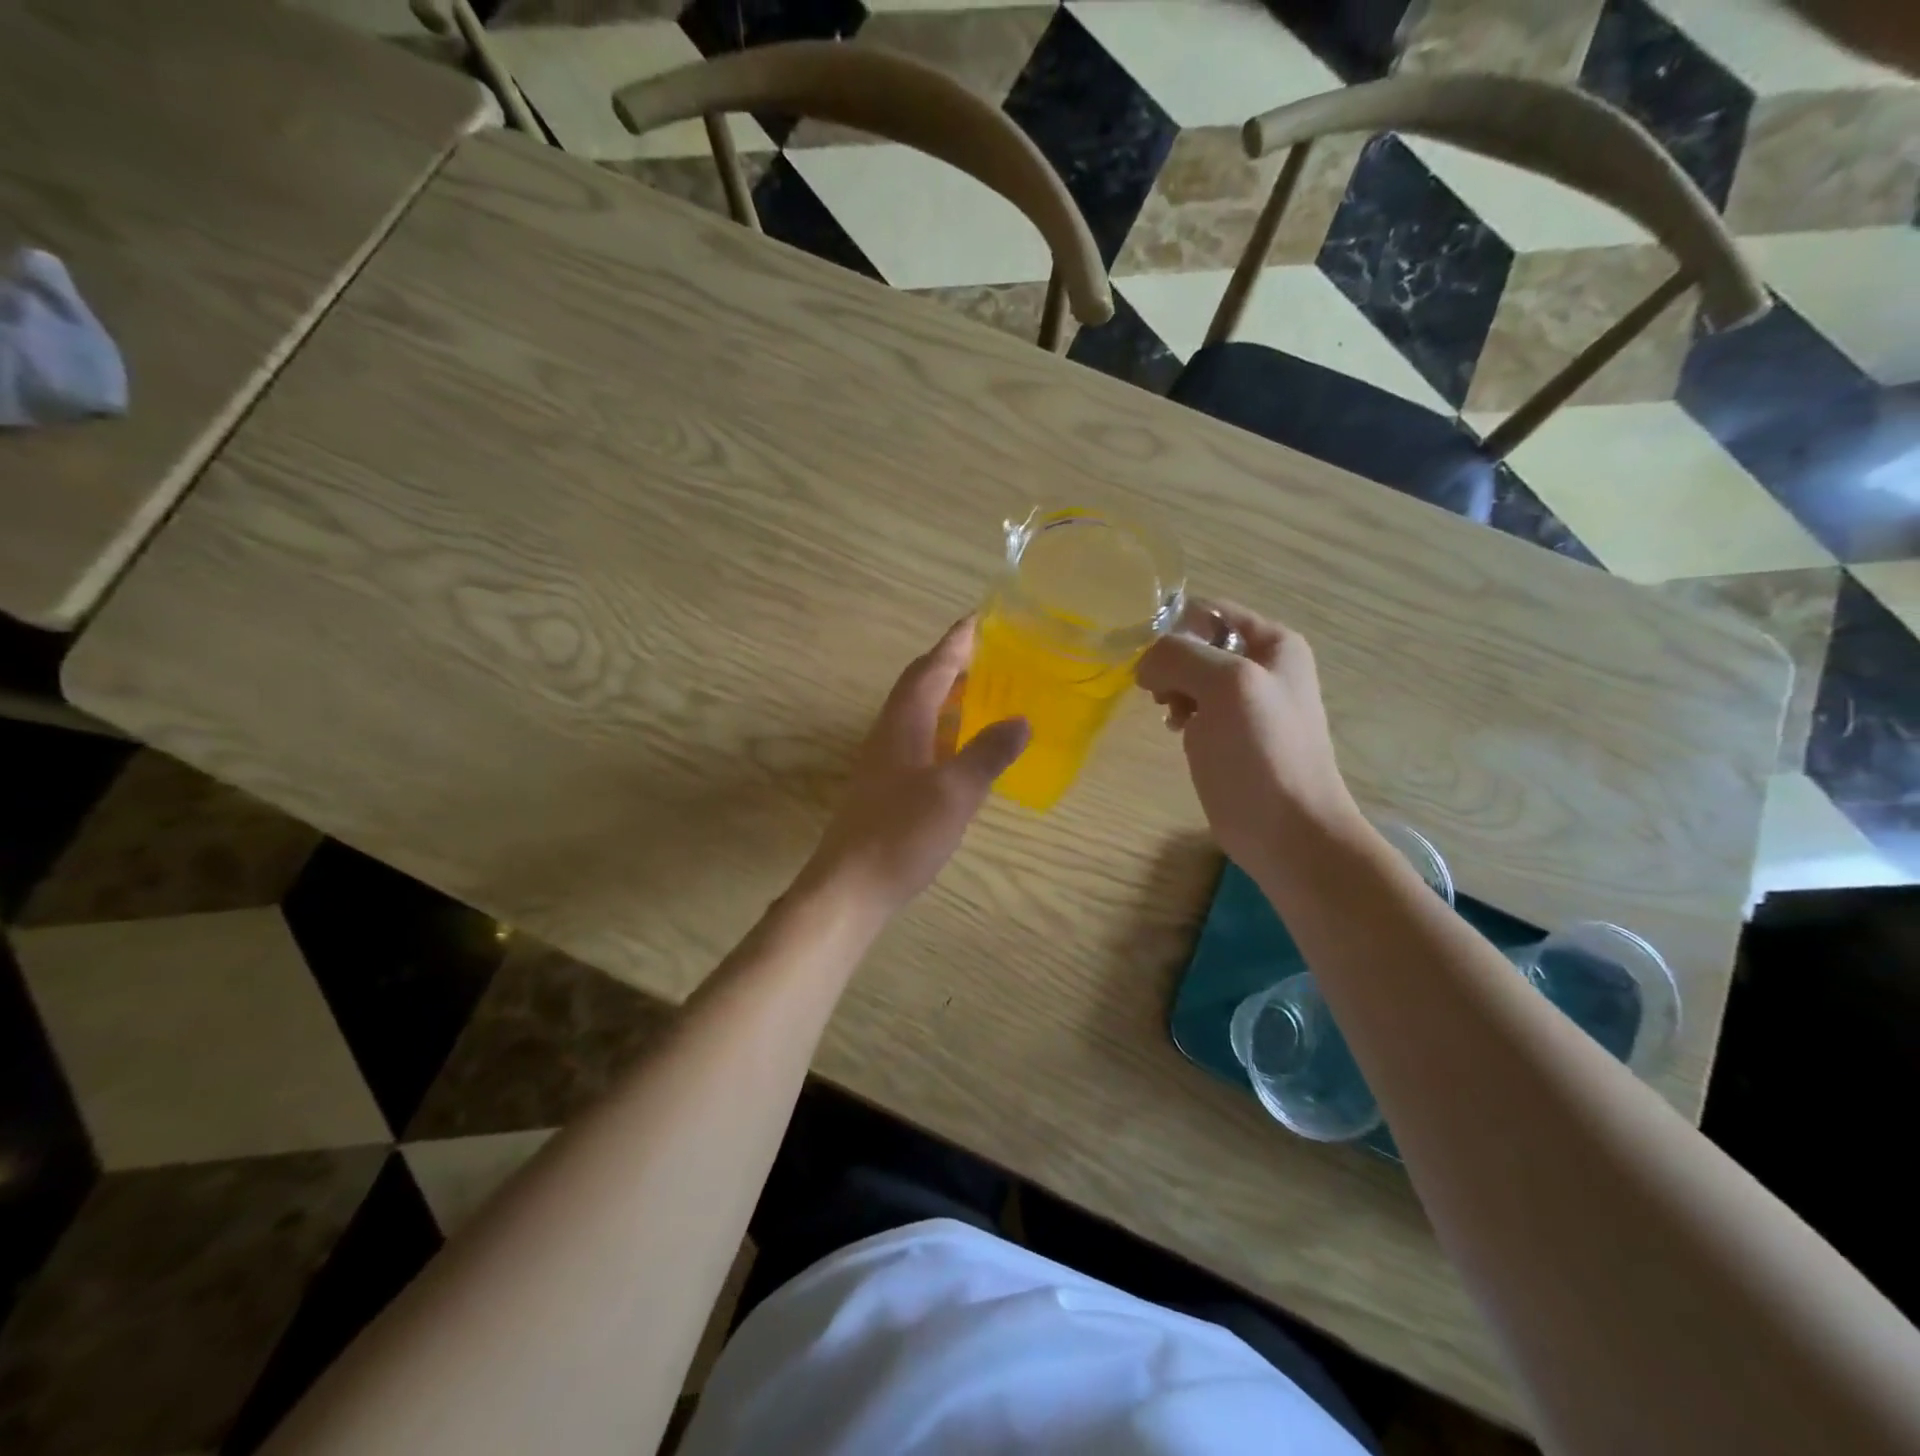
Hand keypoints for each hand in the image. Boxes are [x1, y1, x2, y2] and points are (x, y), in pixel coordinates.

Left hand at [800, 618, 1028, 917]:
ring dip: (948, 698)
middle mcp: (889, 734)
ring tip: (983, 693)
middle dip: (952, 665)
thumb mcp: (955, 792)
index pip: (930, 669)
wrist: (851, 887)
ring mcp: (885, 763)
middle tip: (989, 654)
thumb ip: (988, 754)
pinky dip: (944, 732)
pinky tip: (963, 749)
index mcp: (903, 724)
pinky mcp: (887, 789)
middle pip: (920, 686)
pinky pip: (920, 743)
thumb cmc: (901, 834)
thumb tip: (1021, 721)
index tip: (979, 619)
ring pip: (918, 715)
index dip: (955, 643)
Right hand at [1136, 600, 1359, 872]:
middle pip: (1196, 643)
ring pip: (1190, 676)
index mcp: (1272, 643)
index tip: (1155, 663)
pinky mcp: (1231, 735)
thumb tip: (1145, 664)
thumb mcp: (1225, 687)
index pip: (1208, 611)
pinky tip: (1179, 733)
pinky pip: (1194, 706)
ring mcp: (1246, 702)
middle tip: (1164, 696)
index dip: (1175, 630)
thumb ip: (1180, 656)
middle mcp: (1262, 665)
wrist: (1288, 830)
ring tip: (1173, 717)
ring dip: (1172, 690)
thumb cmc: (1262, 753)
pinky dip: (1180, 713)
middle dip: (1171, 664)